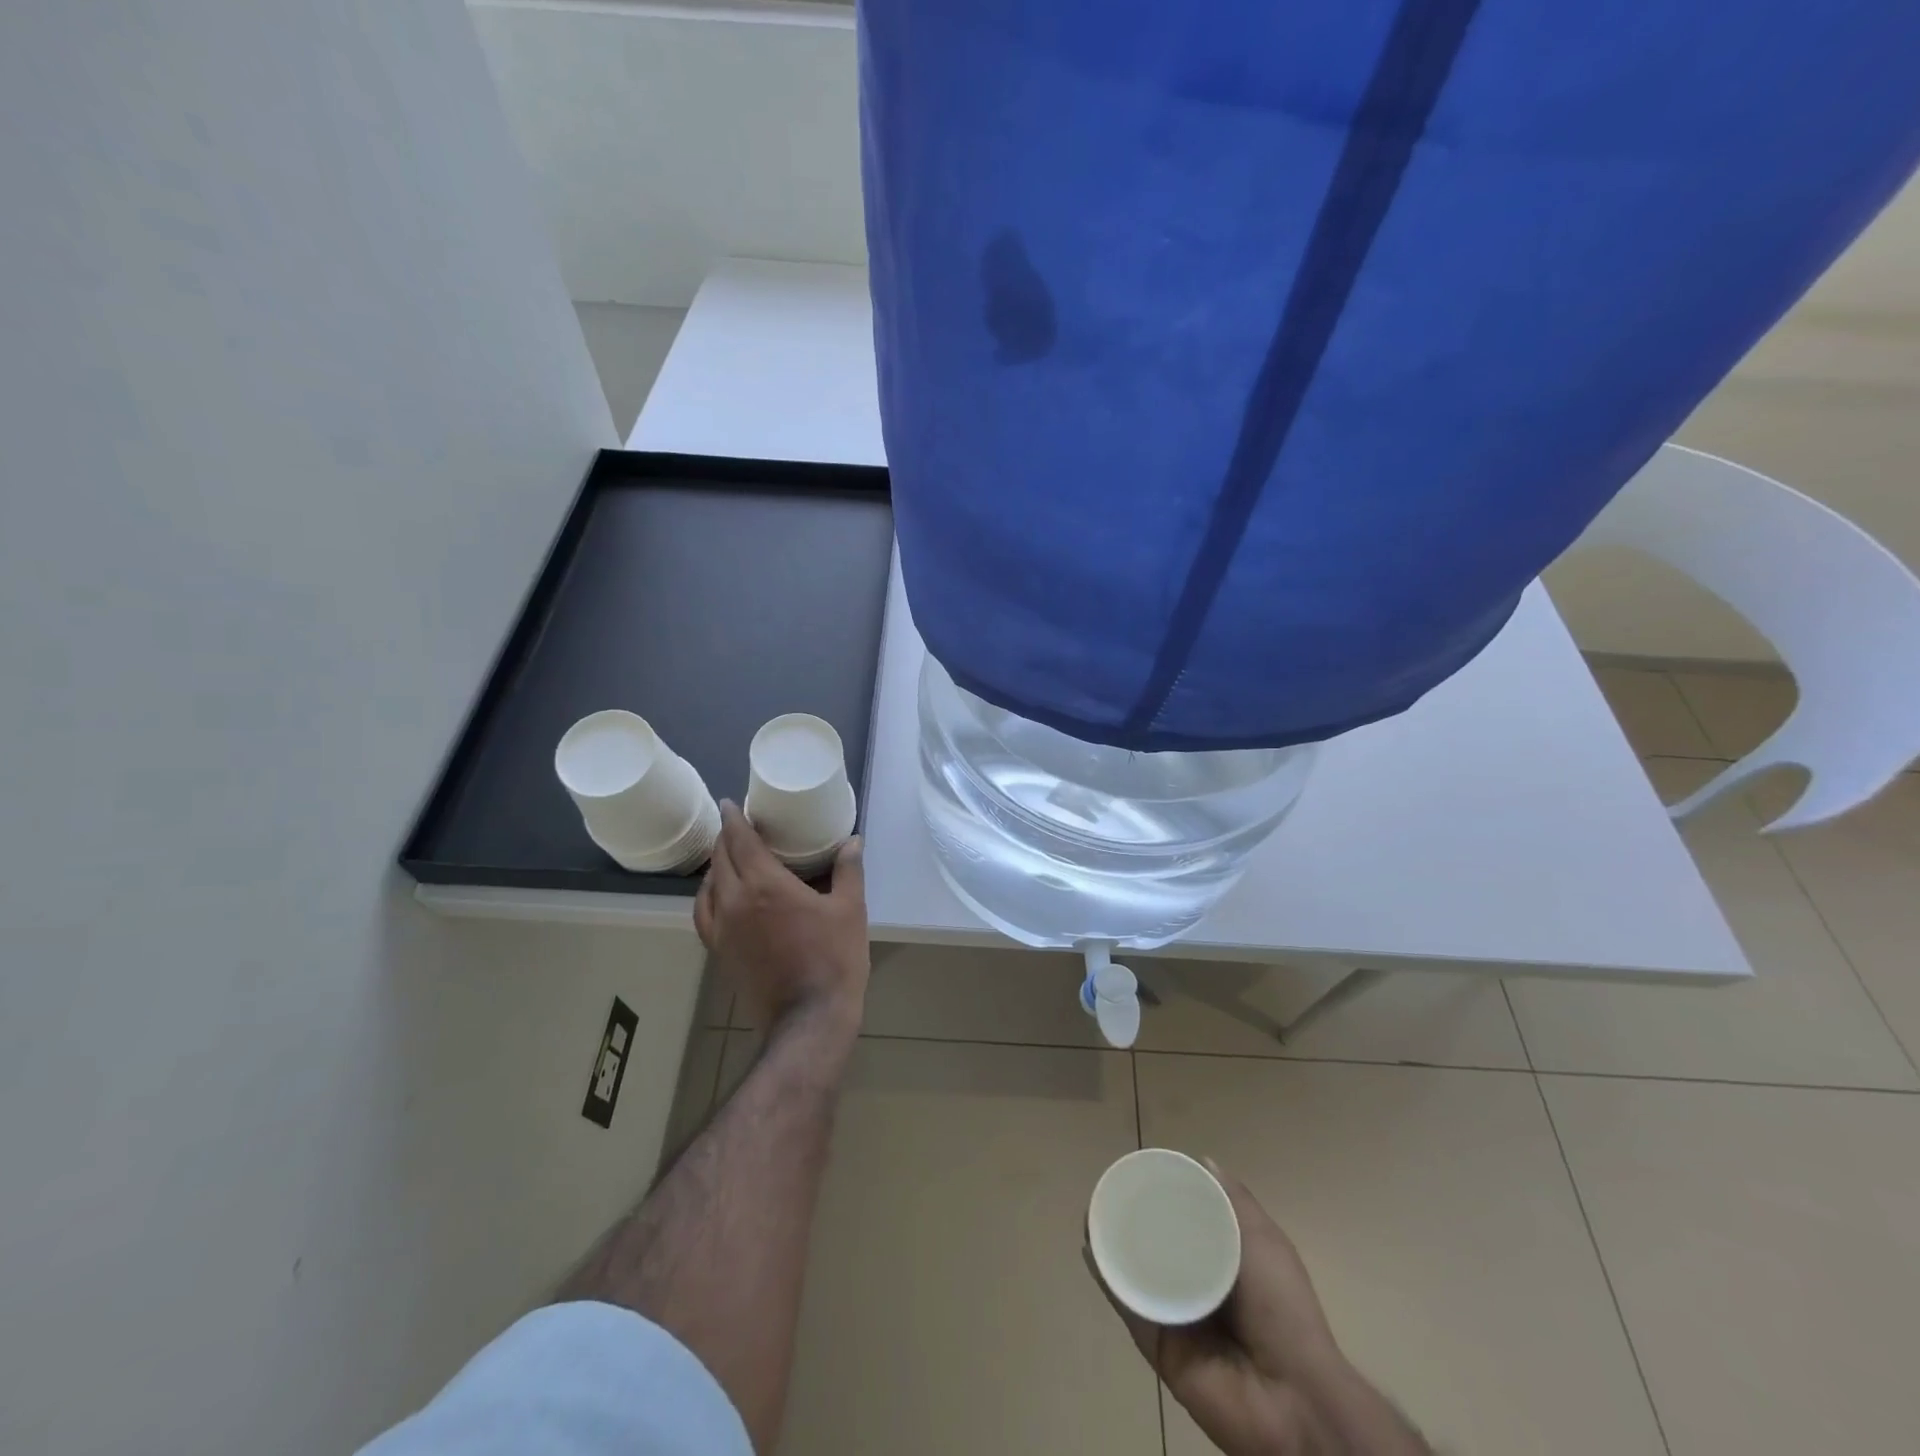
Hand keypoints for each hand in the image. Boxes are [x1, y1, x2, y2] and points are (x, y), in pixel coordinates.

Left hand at [694, 801, 869, 1031]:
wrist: (807, 1020)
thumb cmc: (833, 959)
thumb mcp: (850, 910)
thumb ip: (848, 870)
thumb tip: (852, 841)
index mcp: (765, 885)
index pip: (739, 840)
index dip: (734, 818)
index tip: (731, 803)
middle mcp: (735, 901)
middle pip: (720, 858)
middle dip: (726, 837)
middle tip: (737, 825)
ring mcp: (722, 929)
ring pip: (708, 885)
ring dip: (716, 864)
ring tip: (729, 856)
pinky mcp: (719, 951)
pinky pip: (704, 912)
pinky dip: (708, 894)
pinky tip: (720, 895)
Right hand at [1087, 1161, 1428, 1455]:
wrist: (1291, 1399)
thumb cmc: (1284, 1310)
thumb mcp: (1264, 1241)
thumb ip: (1235, 1202)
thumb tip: (1203, 1160)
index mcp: (1223, 1262)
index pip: (1186, 1222)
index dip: (1163, 1196)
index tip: (1139, 1170)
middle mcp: (1195, 1285)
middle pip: (1155, 1244)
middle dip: (1129, 1217)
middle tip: (1107, 1189)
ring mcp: (1173, 1316)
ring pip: (1134, 1272)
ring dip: (1111, 1243)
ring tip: (1091, 1213)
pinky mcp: (1155, 1344)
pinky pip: (1128, 1305)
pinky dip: (1108, 1278)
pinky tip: (1092, 1250)